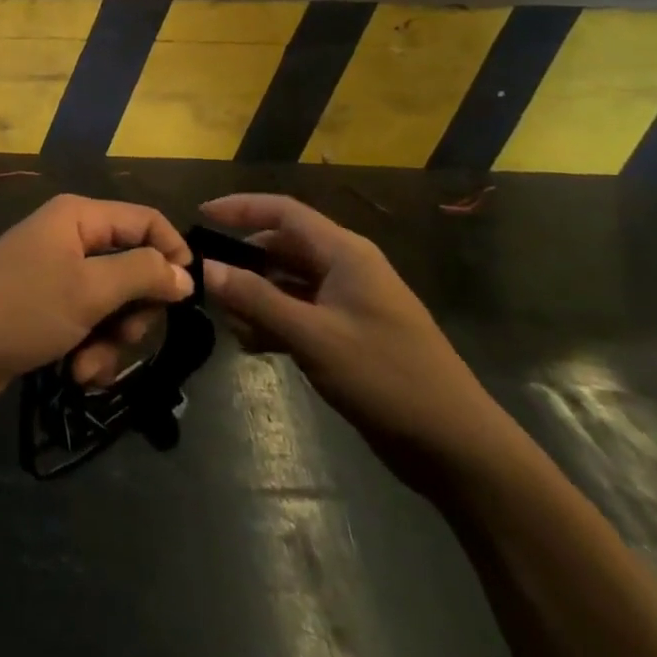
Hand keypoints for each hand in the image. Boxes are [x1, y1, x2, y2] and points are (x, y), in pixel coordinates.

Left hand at [0, 195, 194, 416]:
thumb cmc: (20, 310)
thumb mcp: (89, 290)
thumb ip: (142, 275)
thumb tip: (185, 273)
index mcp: (79, 217)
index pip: (147, 221)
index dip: (173, 254)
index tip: (186, 299)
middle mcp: (71, 238)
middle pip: (133, 268)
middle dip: (134, 312)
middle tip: (123, 337)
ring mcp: (57, 275)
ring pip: (113, 304)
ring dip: (111, 341)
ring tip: (86, 366)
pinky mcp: (47, 309)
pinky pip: (88, 325)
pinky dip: (89, 350)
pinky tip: (74, 373)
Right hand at [199, 194, 513, 488]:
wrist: (457, 447)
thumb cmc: (387, 379)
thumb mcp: (314, 337)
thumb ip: (257, 300)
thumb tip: (206, 269)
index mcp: (345, 253)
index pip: (283, 212)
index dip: (240, 208)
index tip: (199, 215)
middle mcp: (346, 268)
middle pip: (283, 246)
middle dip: (243, 260)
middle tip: (205, 279)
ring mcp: (349, 302)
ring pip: (289, 282)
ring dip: (256, 296)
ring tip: (225, 319)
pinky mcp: (350, 335)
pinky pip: (300, 312)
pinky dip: (274, 321)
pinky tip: (252, 345)